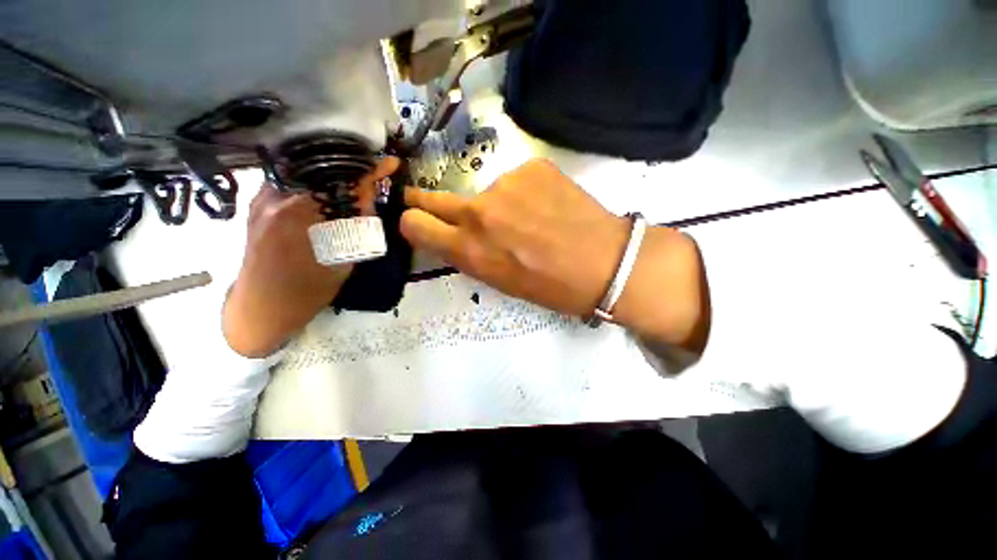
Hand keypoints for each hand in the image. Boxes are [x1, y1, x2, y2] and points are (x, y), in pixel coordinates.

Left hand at [223, 157, 398, 357]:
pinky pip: (290, 180)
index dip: (368, 170)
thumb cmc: (308, 290)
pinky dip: (312, 180)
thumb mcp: (344, 259)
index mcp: (300, 214)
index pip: (341, 180)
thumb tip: (370, 195)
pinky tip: (325, 189)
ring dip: (330, 172)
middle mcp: (277, 196)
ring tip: (351, 177)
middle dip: (349, 167)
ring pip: (304, 171)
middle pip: (320, 167)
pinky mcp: (257, 201)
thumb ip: (358, 224)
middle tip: (370, 171)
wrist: (262, 305)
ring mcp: (262, 197)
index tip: (388, 163)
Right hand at [401, 159, 709, 352]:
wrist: (604, 262)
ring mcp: (506, 183)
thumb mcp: (501, 281)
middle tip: (428, 202)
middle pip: (434, 197)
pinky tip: (548, 207)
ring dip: (498, 204)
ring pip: (486, 192)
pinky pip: (517, 180)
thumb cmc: (551, 286)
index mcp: (470, 249)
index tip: (416, 220)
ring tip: (531, 220)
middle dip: (427, 202)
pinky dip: (525, 192)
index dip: (414, 223)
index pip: (415, 225)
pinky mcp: (533, 166)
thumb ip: (472, 255)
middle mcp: (479, 212)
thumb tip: (456, 235)